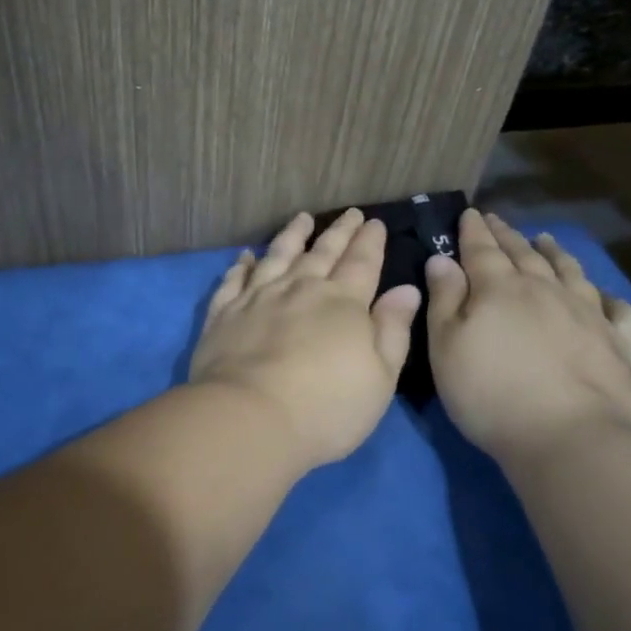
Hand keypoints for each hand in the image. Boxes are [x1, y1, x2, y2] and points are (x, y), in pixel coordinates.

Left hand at [188, 210, 421, 464]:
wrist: (250, 417)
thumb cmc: (327, 407)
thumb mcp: (380, 377)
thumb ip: (392, 329)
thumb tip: (406, 289)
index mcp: (342, 302)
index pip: (361, 262)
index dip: (370, 241)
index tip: (375, 222)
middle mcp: (300, 288)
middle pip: (322, 252)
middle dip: (339, 231)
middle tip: (349, 213)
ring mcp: (258, 297)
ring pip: (278, 255)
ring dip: (292, 235)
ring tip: (302, 218)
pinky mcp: (225, 312)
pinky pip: (234, 279)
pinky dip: (241, 265)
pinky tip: (246, 256)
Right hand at [425, 210, 630, 468]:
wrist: (570, 439)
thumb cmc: (491, 394)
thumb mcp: (446, 347)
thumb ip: (443, 299)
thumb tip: (442, 258)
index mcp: (499, 289)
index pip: (482, 249)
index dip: (473, 230)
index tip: (470, 212)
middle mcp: (545, 290)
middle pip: (524, 254)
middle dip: (507, 235)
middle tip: (497, 220)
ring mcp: (588, 315)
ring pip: (570, 272)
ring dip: (555, 253)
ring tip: (546, 239)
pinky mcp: (620, 345)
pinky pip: (618, 312)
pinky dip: (610, 298)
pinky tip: (606, 296)